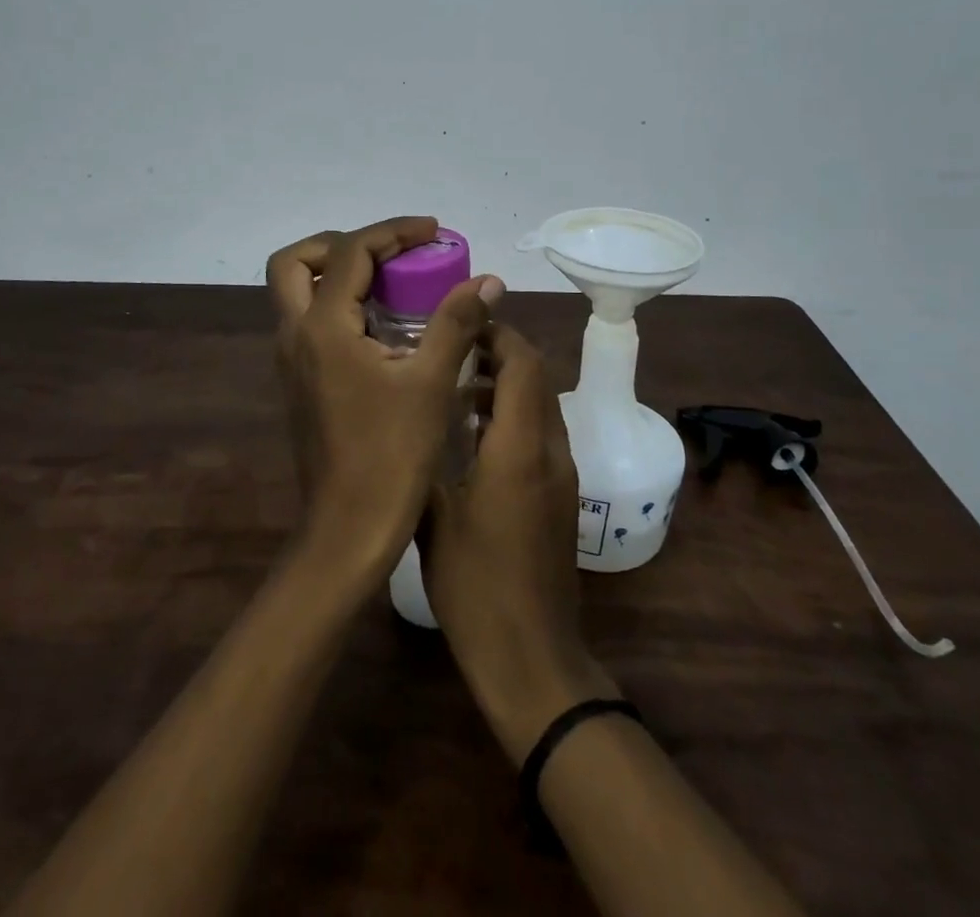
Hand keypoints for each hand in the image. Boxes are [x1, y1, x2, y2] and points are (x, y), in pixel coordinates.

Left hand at [266, 217, 500, 583]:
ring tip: (391, 281)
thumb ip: (456, 322)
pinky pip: (309, 321)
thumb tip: (487, 281)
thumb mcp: (431, 383)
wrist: (348, 530)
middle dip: (341, 244)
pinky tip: (382, 326)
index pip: (351, 252)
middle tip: (389, 253)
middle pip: (295, 262)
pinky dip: (338, 304)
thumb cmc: (391, 456)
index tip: (433, 232)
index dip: (393, 232)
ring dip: (338, 273)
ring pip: (296, 292)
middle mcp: (295, 335)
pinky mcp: (298, 382)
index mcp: (322, 327)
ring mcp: (291, 360)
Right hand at [422, 323, 619, 763]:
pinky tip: (473, 436)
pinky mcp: (561, 496)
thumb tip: (417, 413)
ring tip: (455, 386)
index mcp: (520, 448)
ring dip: (506, 385)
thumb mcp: (434, 516)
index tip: (461, 321)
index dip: (498, 333)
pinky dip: (514, 416)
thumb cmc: (474, 585)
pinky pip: (542, 434)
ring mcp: (562, 475)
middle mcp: (551, 451)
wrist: (531, 656)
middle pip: (537, 378)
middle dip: (501, 352)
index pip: (523, 364)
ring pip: (541, 405)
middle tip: (452, 347)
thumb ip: (428, 456)